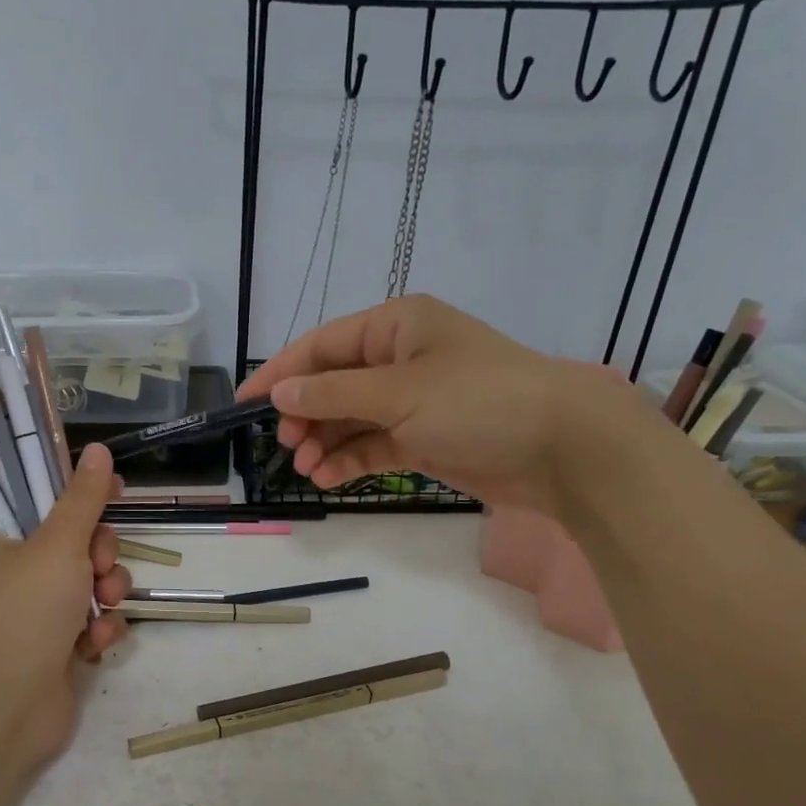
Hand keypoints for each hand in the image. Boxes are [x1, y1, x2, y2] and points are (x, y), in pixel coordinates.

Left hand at [0, 444, 131, 765]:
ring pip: (89, 584)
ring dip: (106, 593)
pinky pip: (90, 623)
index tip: (115, 493)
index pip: (42, 502)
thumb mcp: (58, 544)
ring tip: (103, 608)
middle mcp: (11, 575)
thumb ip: (83, 498)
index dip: (80, 496)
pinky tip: (96, 644)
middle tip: (100, 566)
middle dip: (100, 555)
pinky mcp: (54, 649)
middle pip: (74, 544)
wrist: (6, 708)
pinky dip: (99, 629)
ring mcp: (33, 615)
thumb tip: (98, 449)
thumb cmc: (24, 612)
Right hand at [237, 294, 614, 514]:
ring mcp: (413, 400)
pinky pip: (373, 445)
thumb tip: (281, 392)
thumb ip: (334, 393)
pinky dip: (350, 460)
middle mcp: (400, 358)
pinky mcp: (425, 438)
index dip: (280, 372)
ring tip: (306, 467)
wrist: (561, 447)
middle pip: (333, 383)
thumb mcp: (399, 392)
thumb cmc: (478, 401)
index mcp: (395, 326)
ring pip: (351, 418)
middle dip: (306, 414)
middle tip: (287, 445)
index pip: (322, 345)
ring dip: (325, 441)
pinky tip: (329, 479)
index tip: (244, 403)